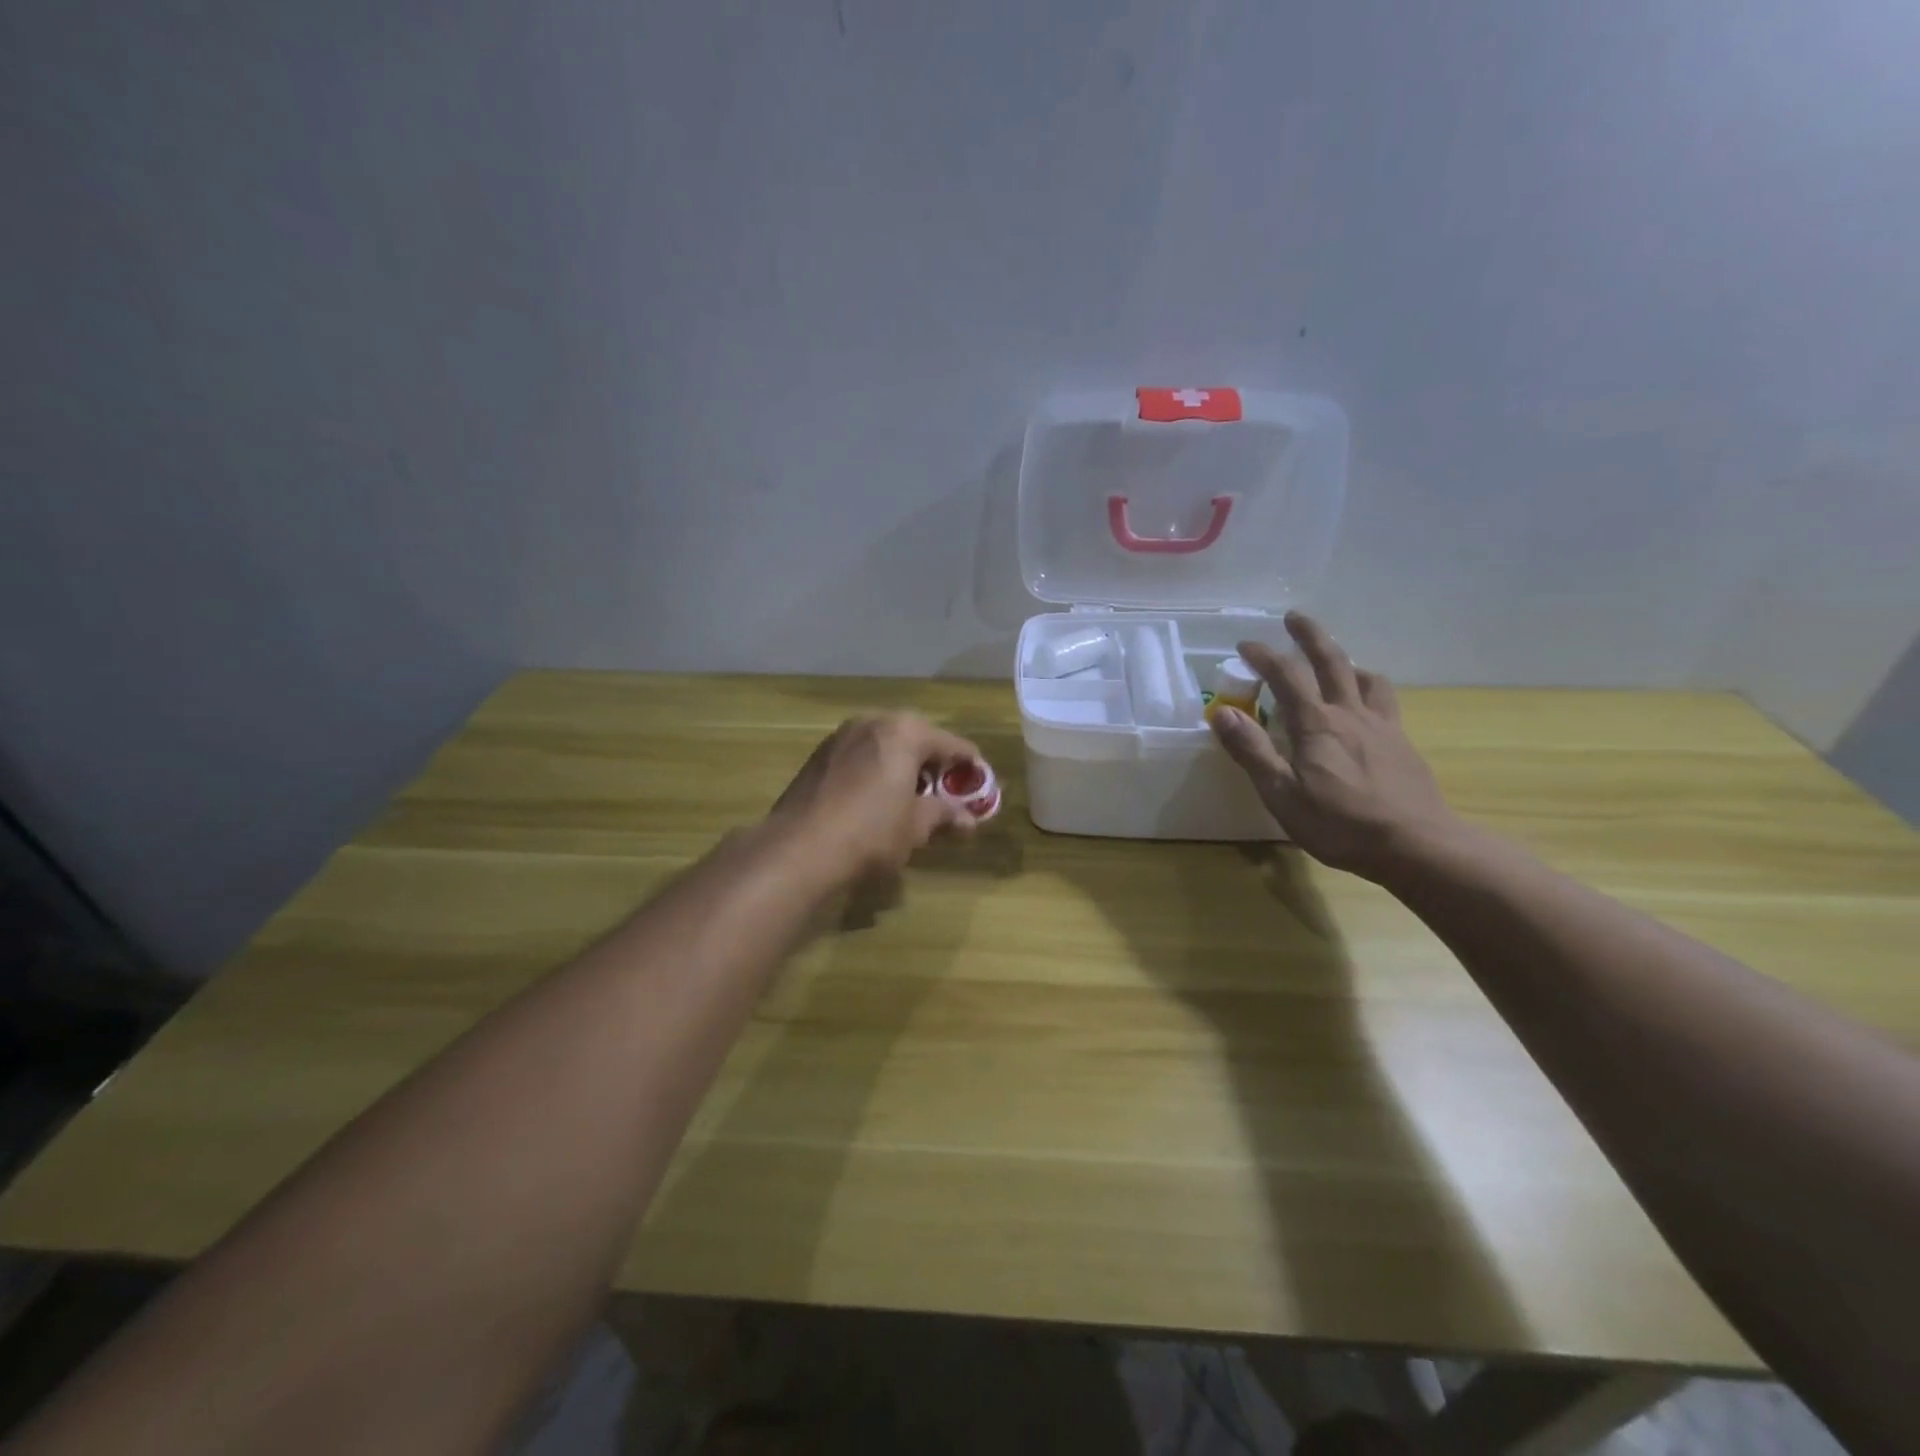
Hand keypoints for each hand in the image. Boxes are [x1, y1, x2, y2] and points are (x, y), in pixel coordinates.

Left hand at [769, 714, 983, 883]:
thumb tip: (968, 819)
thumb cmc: (871, 832)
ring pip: (884, 745)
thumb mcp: (916, 827)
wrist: (798, 849)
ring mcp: (841, 736)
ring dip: (901, 766)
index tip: (981, 784)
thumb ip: (943, 815)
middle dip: (932, 763)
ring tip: (911, 796)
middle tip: (945, 792)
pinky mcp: (818, 756)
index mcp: (904, 732)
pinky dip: (875, 771)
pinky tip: (876, 798)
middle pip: (916, 738)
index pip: (951, 744)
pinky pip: (860, 756)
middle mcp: (873, 722)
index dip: (970, 766)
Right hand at [1209, 612, 1457, 880]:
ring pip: (1366, 678)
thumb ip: (1252, 750)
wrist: (1417, 845)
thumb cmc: (1340, 823)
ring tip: (1336, 663)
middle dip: (1310, 636)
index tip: (1245, 645)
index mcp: (1316, 724)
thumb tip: (1222, 712)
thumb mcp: (1281, 793)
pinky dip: (1369, 690)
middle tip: (1294, 617)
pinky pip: (1385, 702)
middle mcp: (1350, 714)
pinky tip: (1365, 709)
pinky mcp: (1403, 744)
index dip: (1264, 656)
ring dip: (1346, 662)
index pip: (1286, 675)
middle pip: (1332, 661)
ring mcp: (1383, 727)